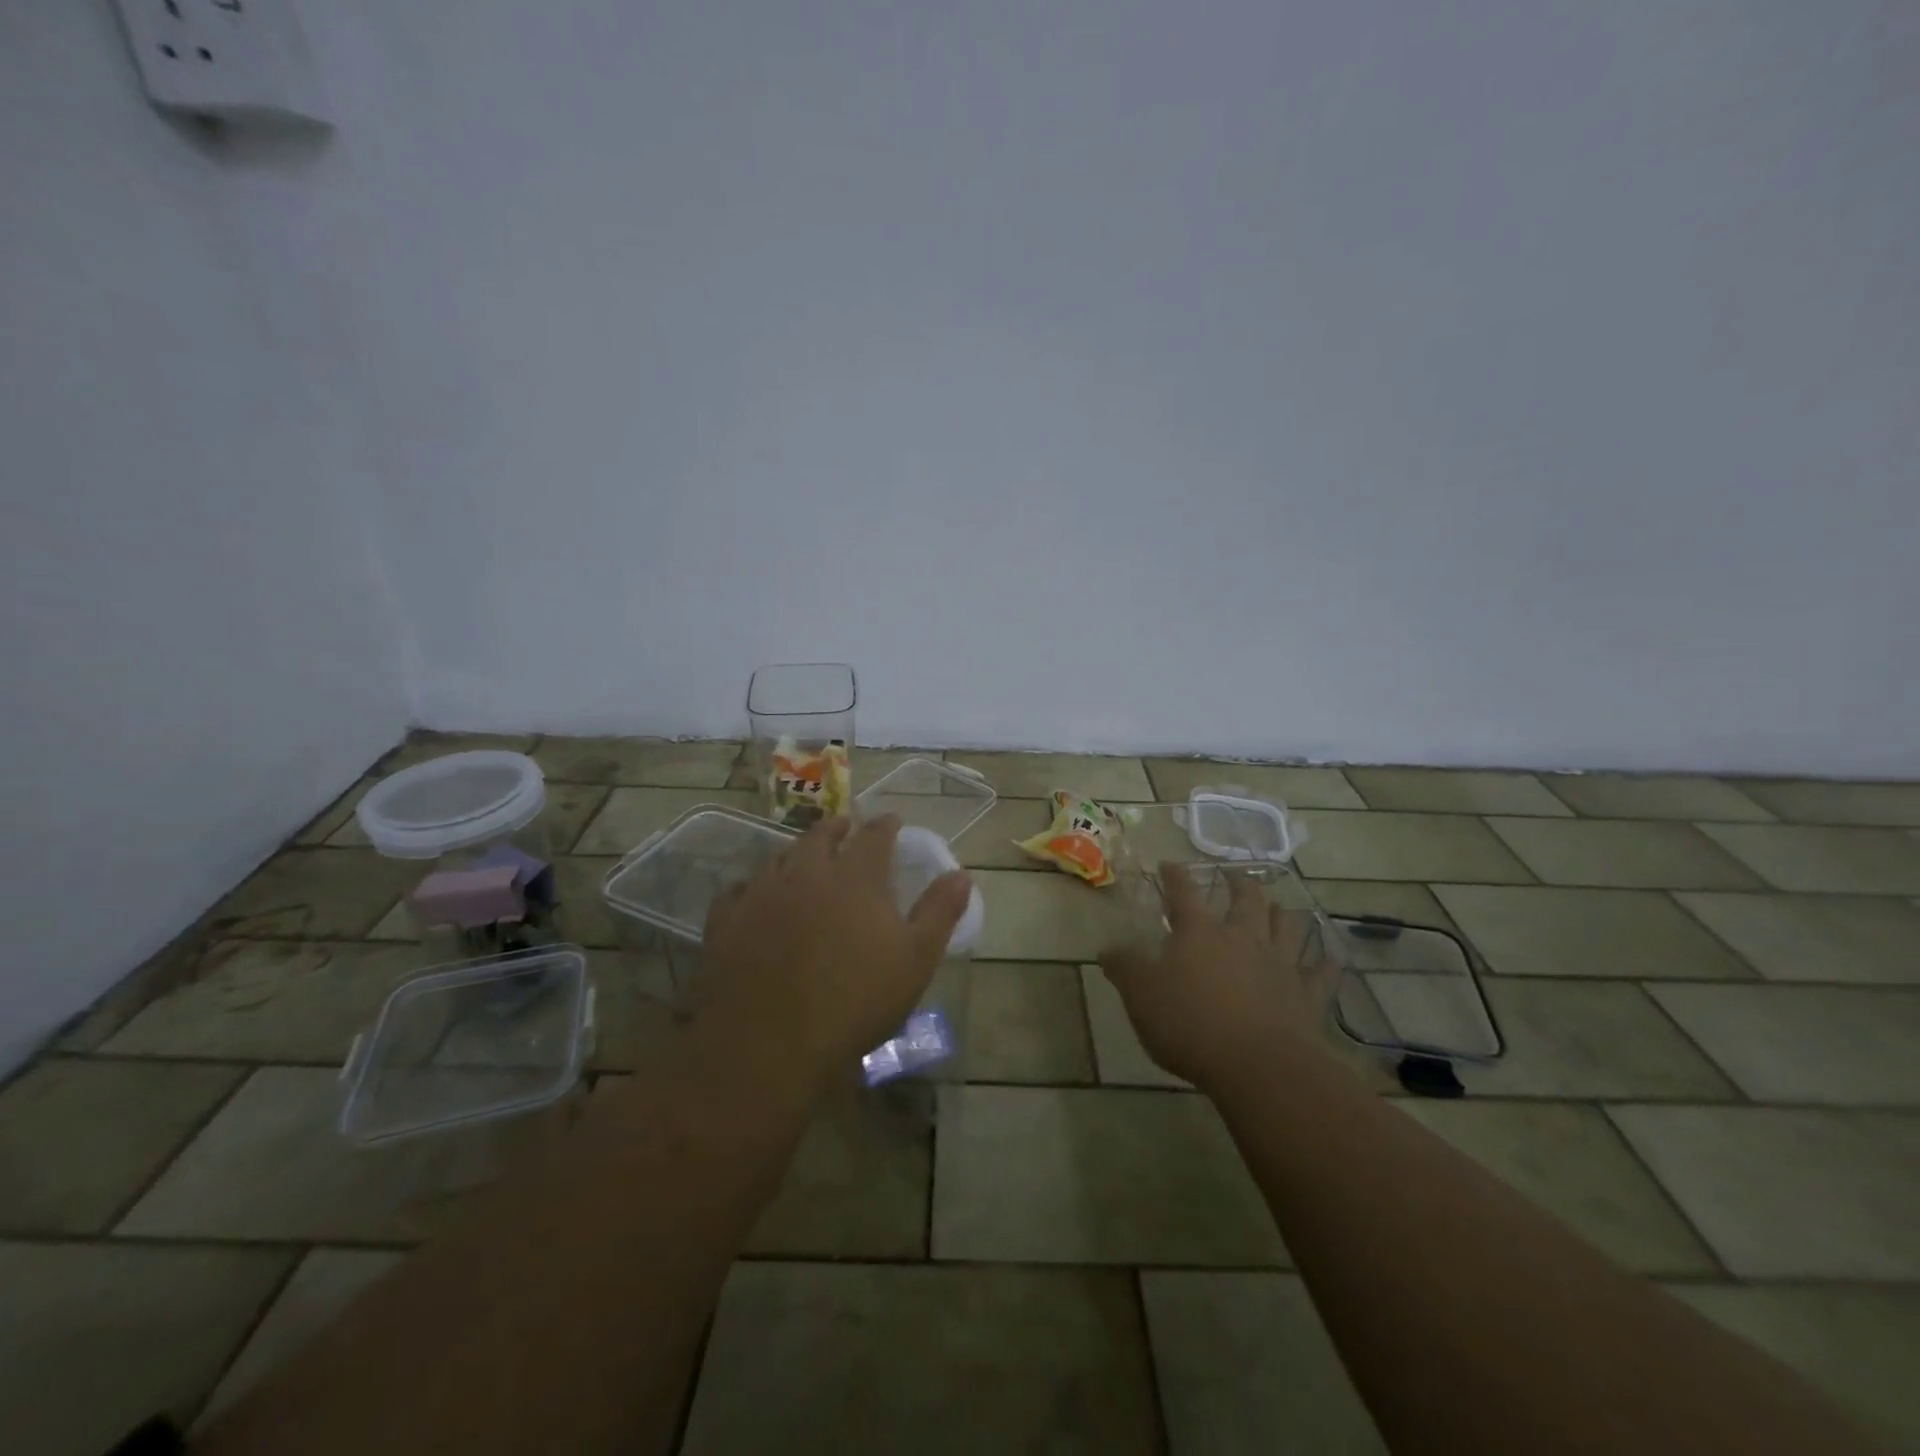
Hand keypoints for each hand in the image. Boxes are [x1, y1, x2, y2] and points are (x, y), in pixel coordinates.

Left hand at [700, 814, 972, 1097]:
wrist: (771, 1042)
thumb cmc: (856, 1000)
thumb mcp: (916, 959)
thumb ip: (940, 911)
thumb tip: (962, 874)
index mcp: (856, 876)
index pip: (875, 835)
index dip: (886, 825)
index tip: (892, 821)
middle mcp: (808, 872)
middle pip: (822, 835)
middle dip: (838, 827)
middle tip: (846, 827)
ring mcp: (762, 893)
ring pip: (779, 856)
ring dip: (796, 851)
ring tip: (804, 856)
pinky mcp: (726, 921)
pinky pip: (737, 890)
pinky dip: (751, 886)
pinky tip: (753, 895)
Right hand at [1098, 863, 1340, 1093]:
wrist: (1259, 1066)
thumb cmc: (1190, 1023)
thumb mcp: (1141, 995)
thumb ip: (1124, 968)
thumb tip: (1107, 948)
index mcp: (1199, 932)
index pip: (1183, 893)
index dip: (1174, 876)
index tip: (1168, 864)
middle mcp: (1242, 938)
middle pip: (1246, 900)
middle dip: (1239, 884)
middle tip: (1235, 876)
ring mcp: (1280, 965)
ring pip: (1286, 928)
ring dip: (1282, 914)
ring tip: (1279, 907)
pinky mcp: (1307, 997)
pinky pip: (1321, 974)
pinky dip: (1325, 965)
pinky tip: (1328, 959)